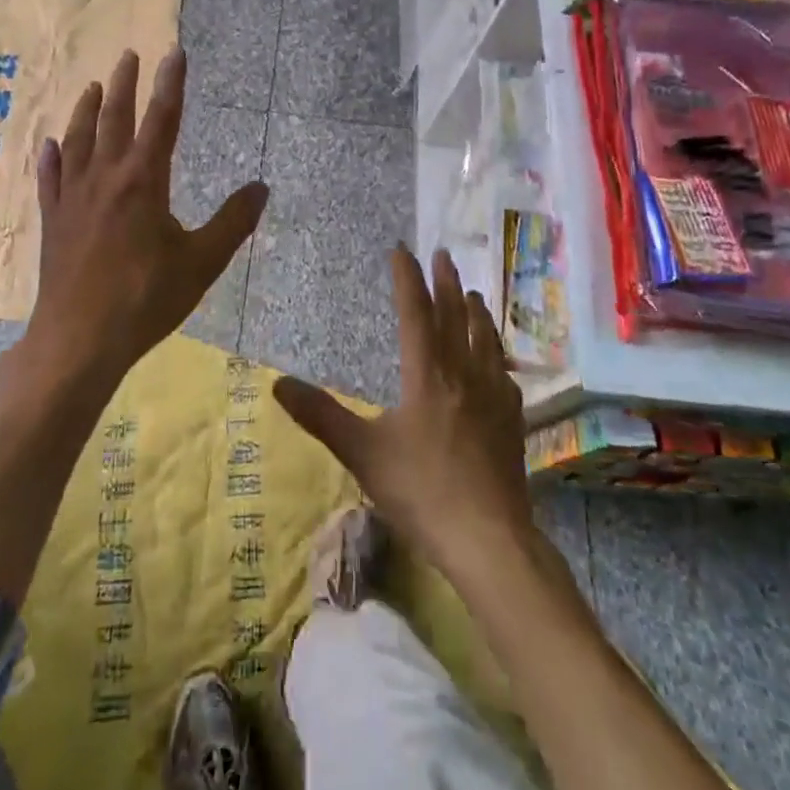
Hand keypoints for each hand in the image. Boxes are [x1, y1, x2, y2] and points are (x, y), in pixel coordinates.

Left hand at [20, 48, 268, 391]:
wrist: (79, 340)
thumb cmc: (146, 299)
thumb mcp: (202, 263)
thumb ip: (233, 222)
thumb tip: (262, 187)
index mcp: (143, 181)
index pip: (162, 119)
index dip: (170, 83)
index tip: (174, 52)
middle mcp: (105, 177)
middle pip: (114, 119)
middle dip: (123, 84)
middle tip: (127, 55)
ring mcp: (73, 198)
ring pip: (78, 141)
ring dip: (86, 110)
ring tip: (91, 86)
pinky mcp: (53, 221)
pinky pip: (50, 178)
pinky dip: (51, 157)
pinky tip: (49, 145)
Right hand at [274, 246, 530, 579]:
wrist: (489, 539)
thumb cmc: (421, 492)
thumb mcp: (362, 454)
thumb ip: (321, 416)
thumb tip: (278, 382)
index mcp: (426, 374)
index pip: (415, 312)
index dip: (407, 279)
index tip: (402, 250)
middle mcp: (463, 374)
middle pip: (454, 316)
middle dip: (446, 282)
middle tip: (443, 253)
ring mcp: (493, 396)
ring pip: (485, 340)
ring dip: (476, 311)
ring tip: (473, 293)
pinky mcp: (512, 421)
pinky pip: (504, 374)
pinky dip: (497, 355)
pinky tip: (498, 361)